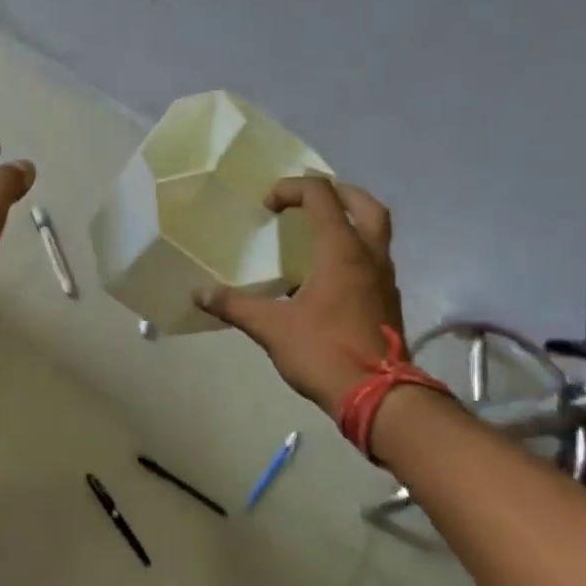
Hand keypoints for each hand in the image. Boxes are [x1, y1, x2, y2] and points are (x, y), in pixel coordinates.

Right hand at [195, 176, 404, 419]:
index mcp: (341, 250)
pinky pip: (374, 259)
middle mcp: (369, 256)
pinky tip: (327, 274)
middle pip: (364, 204)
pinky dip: (353, 250)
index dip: (292, 189)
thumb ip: (235, 306)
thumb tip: (198, 294)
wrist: (378, 396)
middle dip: (336, 192)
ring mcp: (384, 279)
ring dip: (349, 220)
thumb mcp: (271, 328)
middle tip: (308, 198)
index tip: (268, 206)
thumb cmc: (323, 351)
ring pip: (375, 232)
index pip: (321, 196)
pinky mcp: (387, 301)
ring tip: (317, 232)